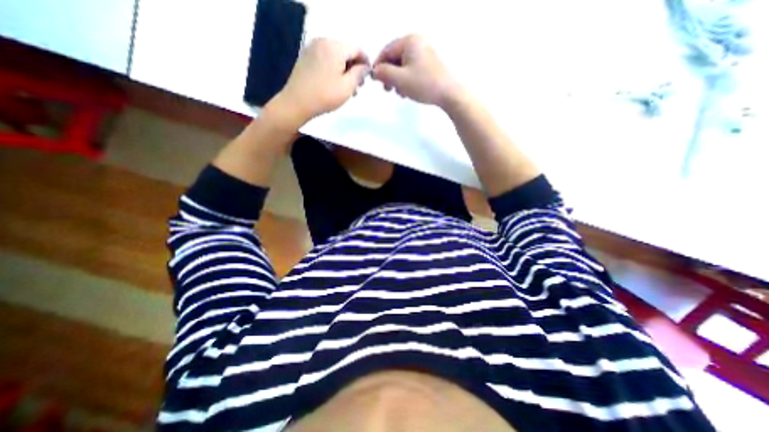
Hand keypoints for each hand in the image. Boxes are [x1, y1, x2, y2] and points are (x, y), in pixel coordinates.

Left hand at [270, 36, 372, 125]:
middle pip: (346, 51)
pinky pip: (326, 59)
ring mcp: (312, 49)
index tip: (369, 77)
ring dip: (345, 70)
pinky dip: (334, 70)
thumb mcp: (348, 87)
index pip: (357, 49)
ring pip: (336, 56)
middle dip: (355, 67)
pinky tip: (336, 84)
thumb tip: (366, 67)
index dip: (366, 62)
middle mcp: (322, 41)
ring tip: (348, 89)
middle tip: (359, 86)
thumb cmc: (325, 95)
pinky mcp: (306, 58)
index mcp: (334, 46)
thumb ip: (359, 74)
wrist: (297, 103)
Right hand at [372, 33, 461, 107]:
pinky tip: (406, 92)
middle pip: (395, 59)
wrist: (448, 93)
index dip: (378, 66)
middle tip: (387, 90)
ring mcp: (424, 54)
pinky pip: (411, 70)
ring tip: (398, 93)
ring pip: (403, 66)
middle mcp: (417, 43)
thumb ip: (384, 73)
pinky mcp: (428, 65)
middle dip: (389, 75)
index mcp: (409, 41)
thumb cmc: (423, 84)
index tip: (375, 81)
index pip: (387, 51)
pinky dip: (406, 81)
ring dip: (397, 80)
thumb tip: (374, 71)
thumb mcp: (400, 79)